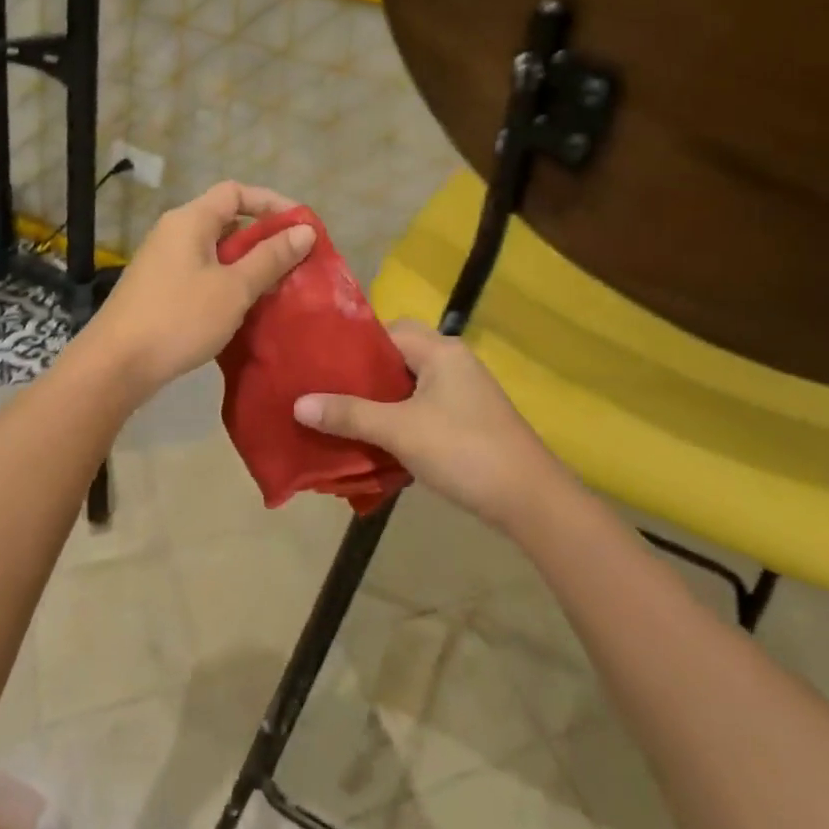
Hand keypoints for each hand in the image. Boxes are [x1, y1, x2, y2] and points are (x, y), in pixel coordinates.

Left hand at [85, 181, 313, 395]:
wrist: (115, 365)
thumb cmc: (179, 318)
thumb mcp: (234, 288)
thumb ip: (271, 257)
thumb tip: (304, 230)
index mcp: (190, 220)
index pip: (236, 192)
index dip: (272, 202)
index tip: (301, 226)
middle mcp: (173, 232)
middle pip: (226, 219)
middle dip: (263, 236)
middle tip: (294, 260)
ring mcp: (162, 261)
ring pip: (215, 249)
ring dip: (247, 262)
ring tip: (276, 285)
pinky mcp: (158, 288)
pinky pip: (201, 271)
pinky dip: (227, 280)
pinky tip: (243, 306)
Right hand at [293, 321, 564, 533]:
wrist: (529, 499)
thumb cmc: (463, 450)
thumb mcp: (400, 431)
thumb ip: (350, 414)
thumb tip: (298, 403)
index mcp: (439, 350)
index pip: (387, 330)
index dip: (353, 345)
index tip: (320, 364)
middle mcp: (452, 362)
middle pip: (397, 357)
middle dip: (363, 376)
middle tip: (326, 393)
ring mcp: (463, 392)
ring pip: (409, 385)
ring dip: (379, 401)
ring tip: (342, 417)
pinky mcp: (467, 419)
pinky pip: (422, 407)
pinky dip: (399, 419)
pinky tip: (376, 440)